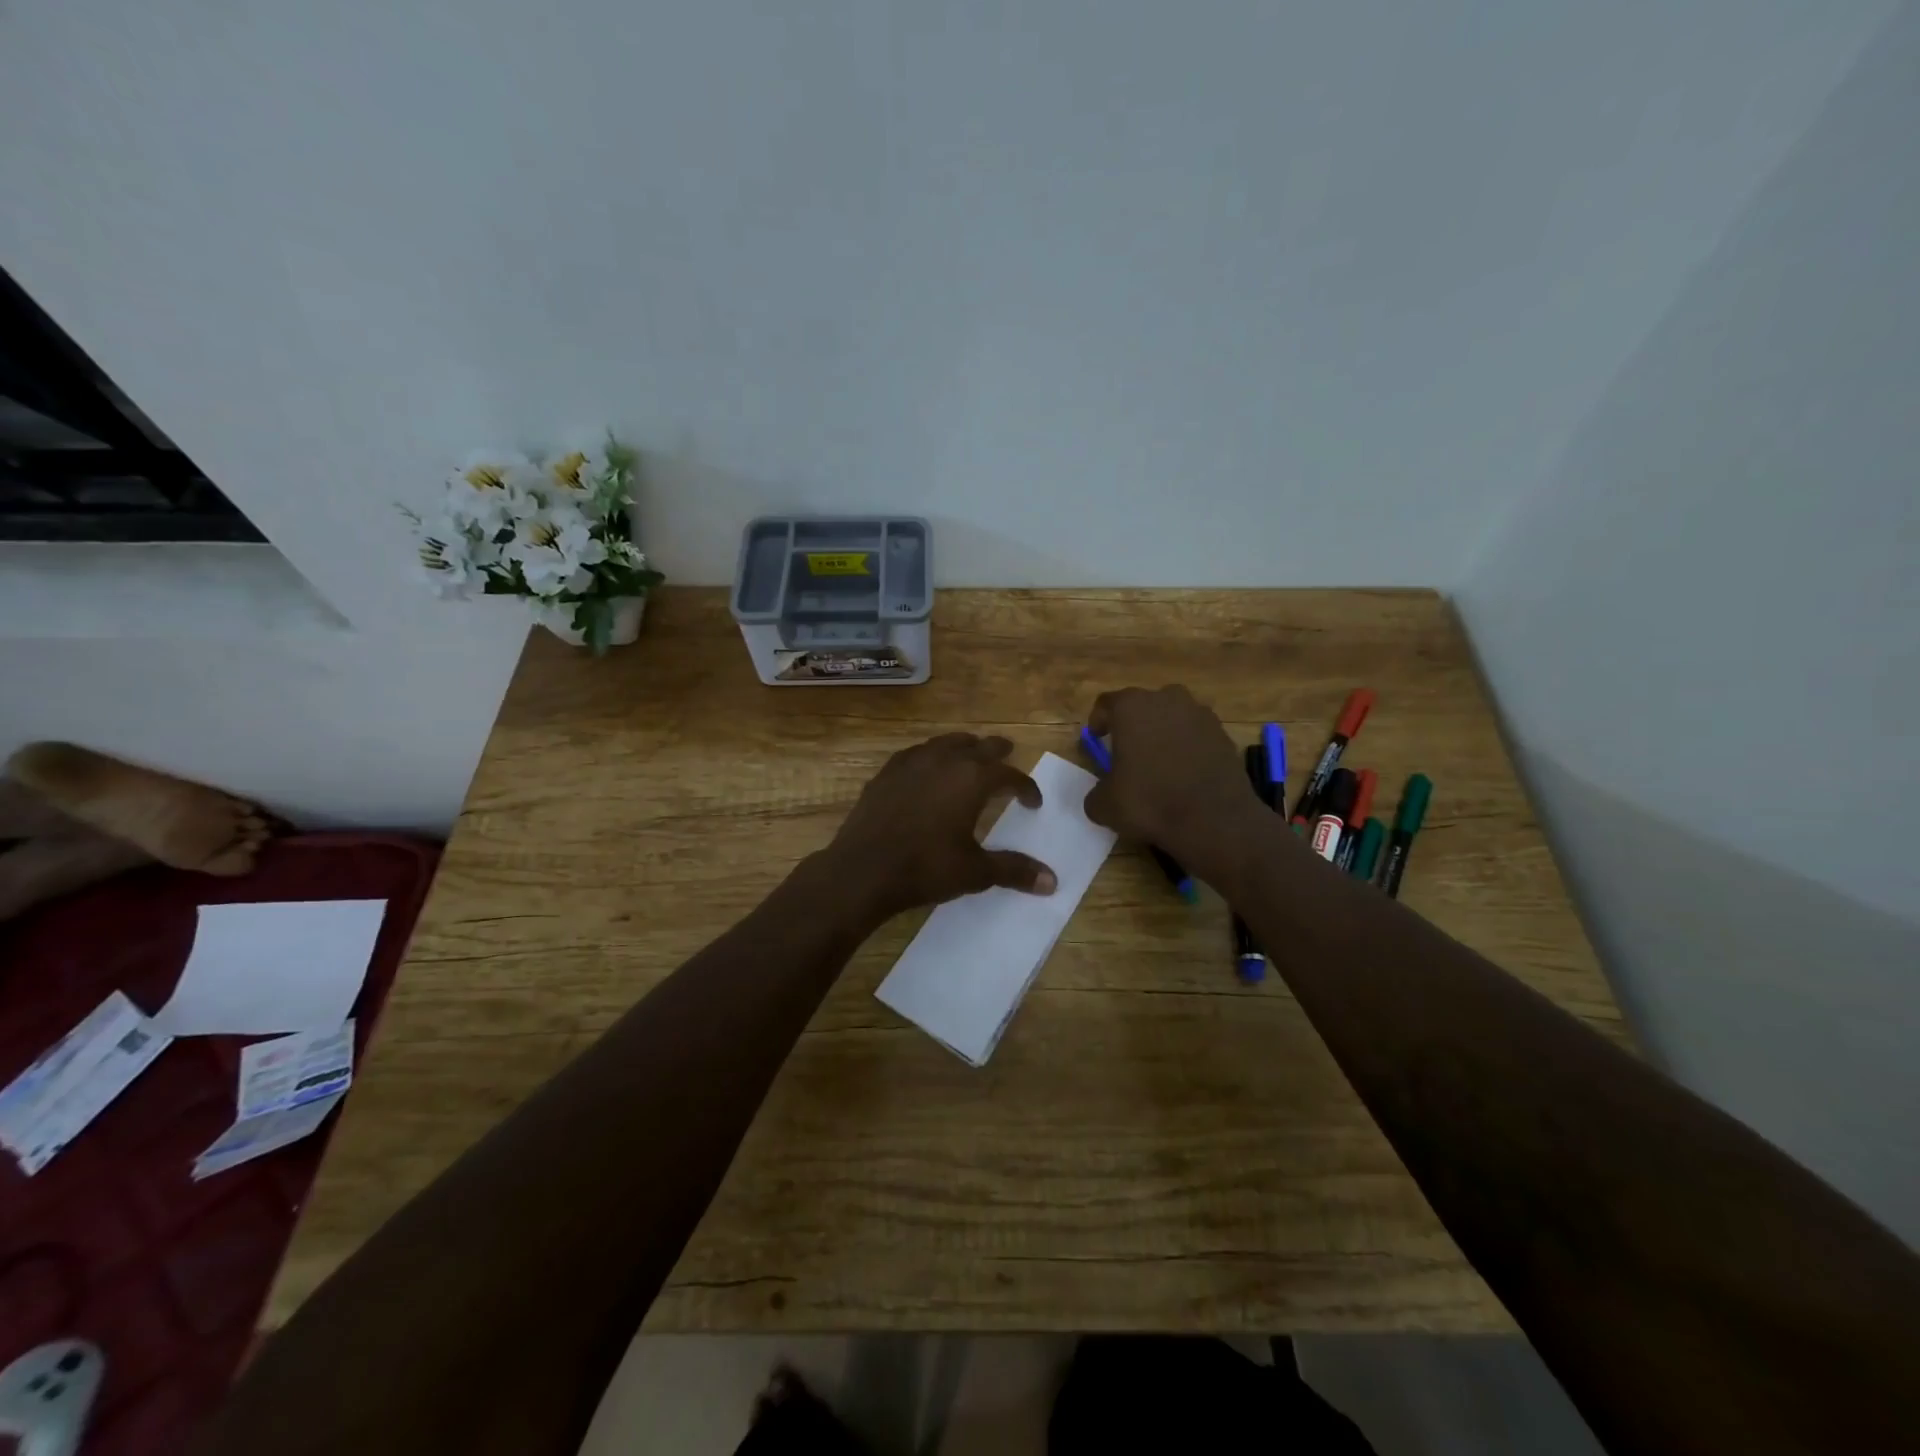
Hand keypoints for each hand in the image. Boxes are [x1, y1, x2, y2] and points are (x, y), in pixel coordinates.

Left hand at [826, 733, 1057, 921]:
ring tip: (971, 753)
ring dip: (964, 747)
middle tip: (1008, 753)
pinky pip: (916, 753)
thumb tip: (1052, 881)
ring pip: (946, 743)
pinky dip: (931, 756)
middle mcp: (945, 761)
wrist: (863, 870)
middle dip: (998, 752)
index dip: (1026, 787)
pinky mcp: (886, 772)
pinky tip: (927, 768)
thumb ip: (1014, 870)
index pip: (1009, 775)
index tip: (1032, 802)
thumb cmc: (926, 868)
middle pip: (979, 747)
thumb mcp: (975, 872)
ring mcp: (912, 763)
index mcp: (972, 779)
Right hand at [1082, 685, 1261, 877]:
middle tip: (1128, 752)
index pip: (1106, 704)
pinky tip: (1185, 774)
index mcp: (1131, 707)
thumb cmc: (1149, 802)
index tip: (1097, 739)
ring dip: (1163, 734)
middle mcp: (1167, 699)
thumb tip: (1101, 795)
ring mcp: (1200, 714)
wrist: (1215, 819)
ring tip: (1159, 764)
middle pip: (1143, 706)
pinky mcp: (1224, 734)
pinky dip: (1188, 748)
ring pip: (1172, 718)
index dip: (1098, 721)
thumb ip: (1096, 793)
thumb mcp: (1104, 805)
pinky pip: (1197, 735)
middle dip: (1134, 725)